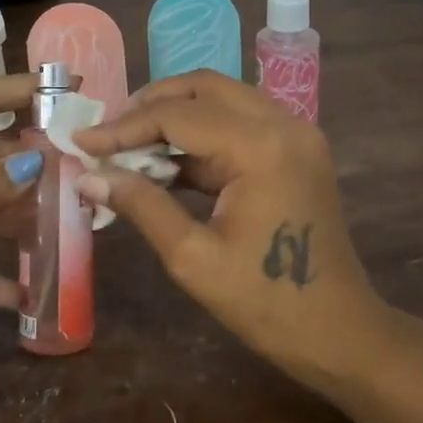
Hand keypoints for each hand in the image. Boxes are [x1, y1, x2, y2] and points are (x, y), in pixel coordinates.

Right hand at [73, 71, 387, 385]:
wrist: (340, 333)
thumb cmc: (267, 304)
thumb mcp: (193, 258)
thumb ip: (141, 205)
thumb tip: (88, 175)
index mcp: (261, 147)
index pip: (178, 116)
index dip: (124, 126)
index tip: (82, 141)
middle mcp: (284, 124)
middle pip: (205, 88)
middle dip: (151, 105)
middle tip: (109, 134)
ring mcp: (296, 134)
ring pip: (223, 100)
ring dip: (176, 116)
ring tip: (129, 146)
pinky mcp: (297, 150)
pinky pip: (240, 124)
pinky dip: (202, 136)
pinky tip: (166, 162)